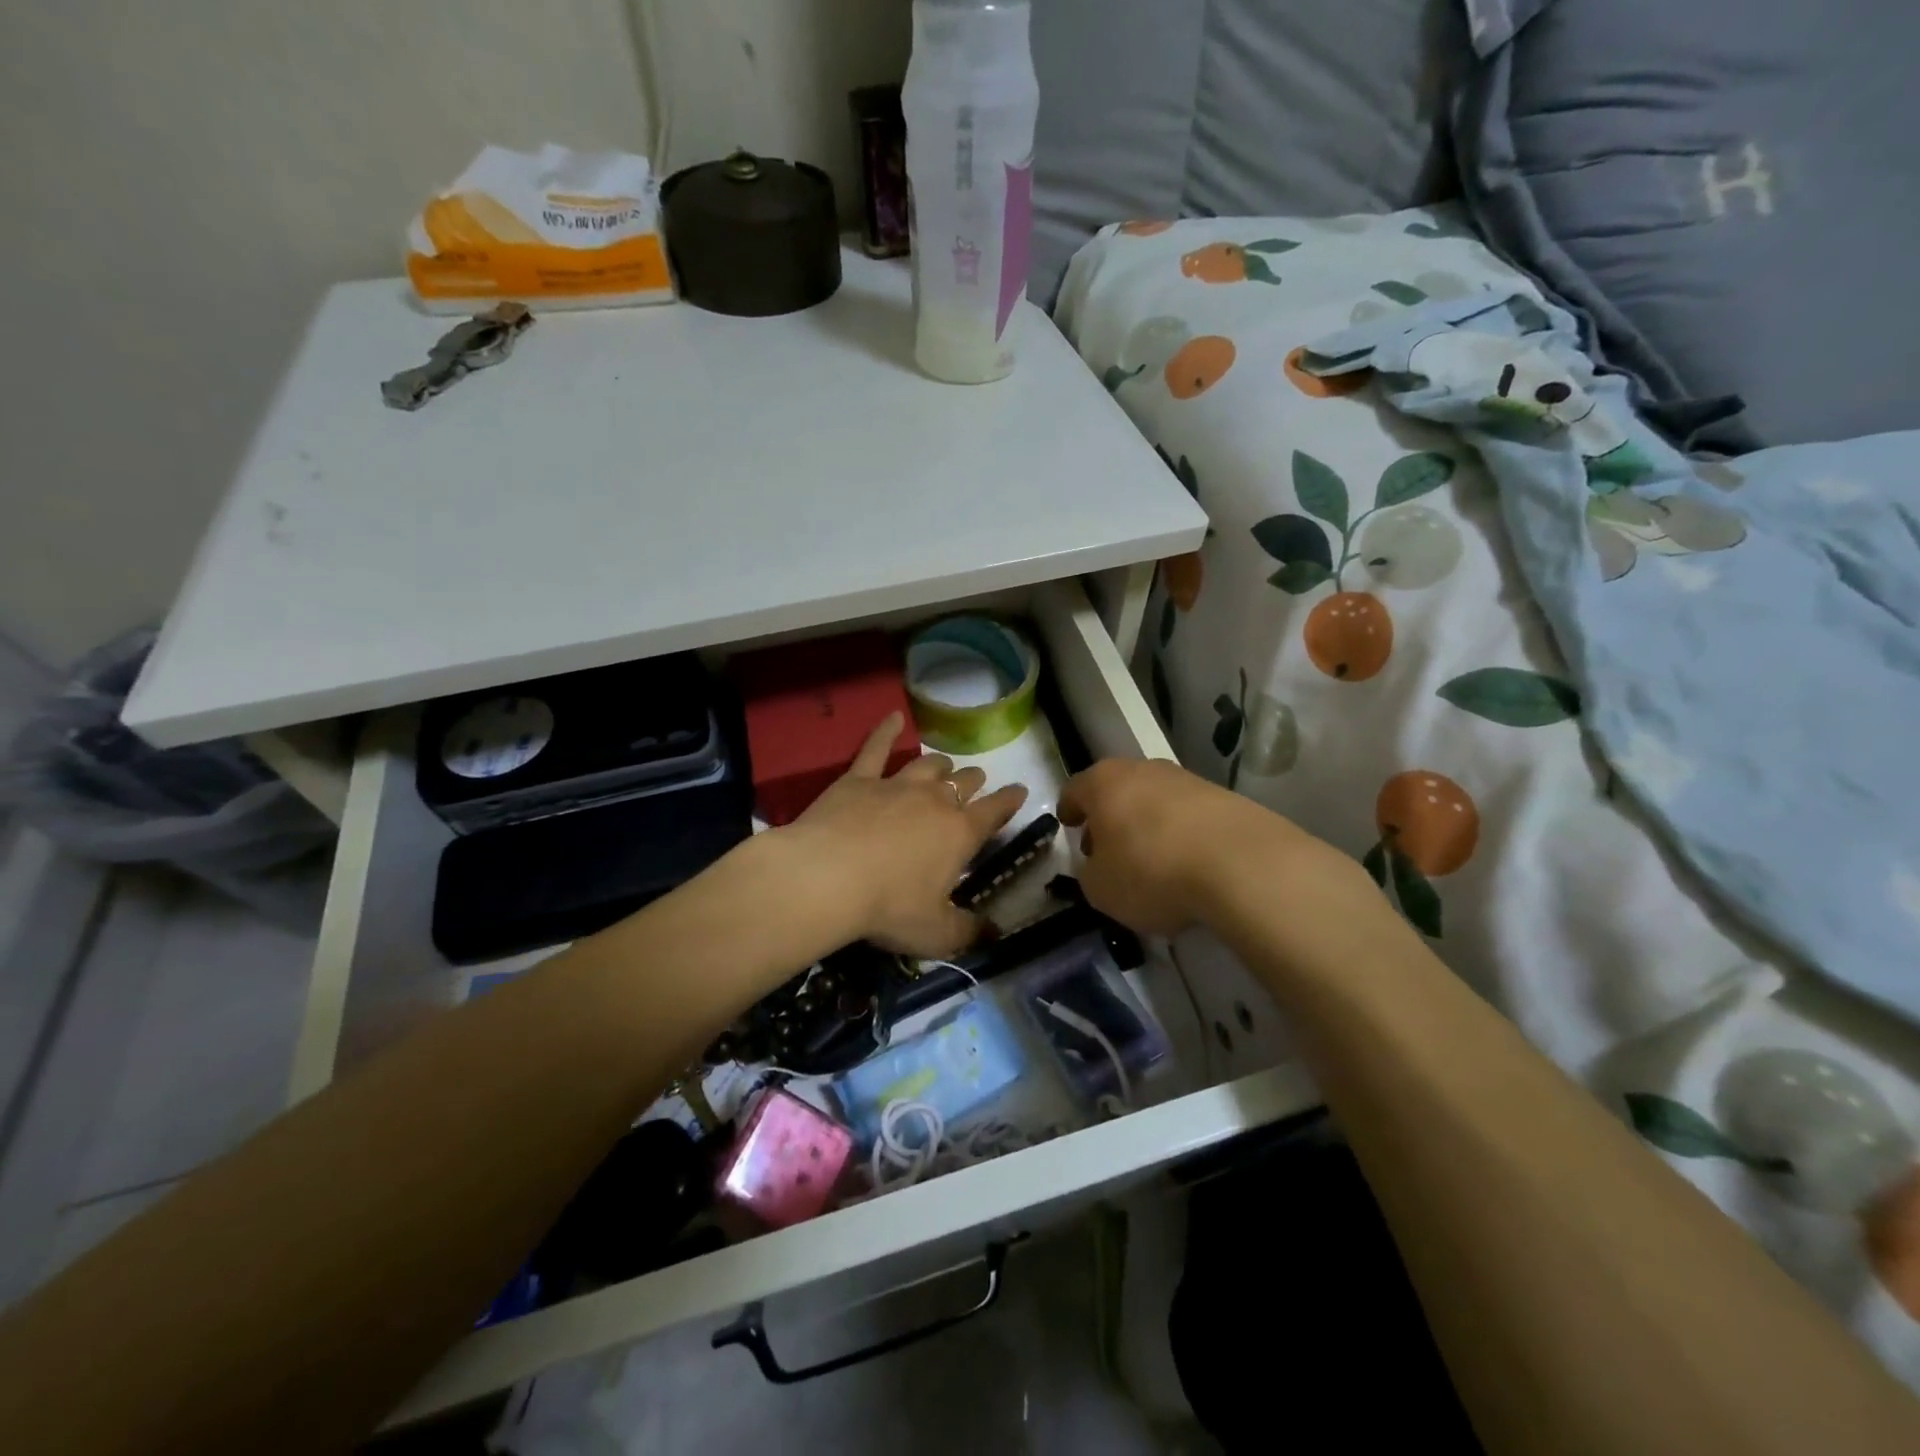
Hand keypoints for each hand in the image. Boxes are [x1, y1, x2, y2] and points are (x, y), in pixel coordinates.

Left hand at [779, 713, 1027, 958]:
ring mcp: (896, 785)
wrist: (827, 878)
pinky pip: (875, 748)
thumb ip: (968, 933)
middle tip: (976, 783)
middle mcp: (935, 801)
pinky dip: (886, 731)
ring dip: (941, 765)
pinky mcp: (859, 780)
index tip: (1020, 791)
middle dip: (974, 782)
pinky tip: (893, 718)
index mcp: (960, 834)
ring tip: (945, 764)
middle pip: (963, 782)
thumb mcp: (936, 933)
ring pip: (928, 766)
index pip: (995, 812)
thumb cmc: (889, 908)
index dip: (1010, 801)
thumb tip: (994, 935)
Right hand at [1058, 758, 1325, 936]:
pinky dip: (1182, 833)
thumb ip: (1090, 873)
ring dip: (1148, 824)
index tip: (1069, 826)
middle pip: (1117, 789)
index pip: (1074, 790)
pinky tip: (1188, 864)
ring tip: (1152, 860)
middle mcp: (1143, 769)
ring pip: (1155, 800)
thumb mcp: (1100, 889)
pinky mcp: (1225, 797)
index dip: (1068, 810)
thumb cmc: (1152, 872)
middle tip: (1108, 848)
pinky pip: (1190, 815)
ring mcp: (1187, 780)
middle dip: (1110, 816)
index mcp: (1104, 783)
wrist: (1241, 865)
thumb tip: (1098, 865)